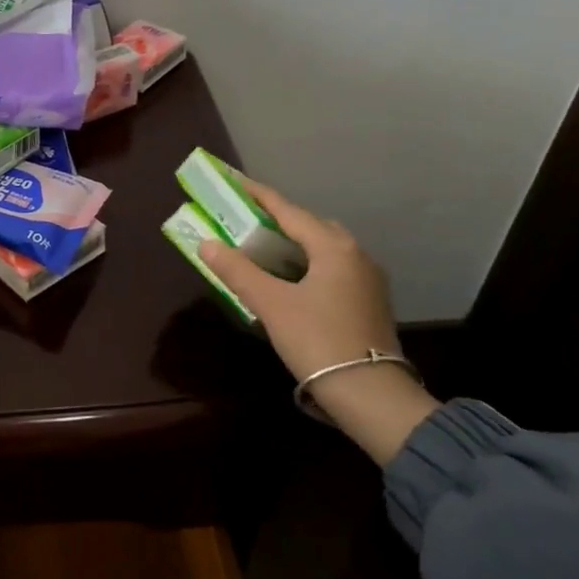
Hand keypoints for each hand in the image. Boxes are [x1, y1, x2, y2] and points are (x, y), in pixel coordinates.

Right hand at [197, 181, 437, 464]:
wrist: (372, 396)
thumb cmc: (318, 341)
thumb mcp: (271, 304)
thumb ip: (238, 271)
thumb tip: (207, 243)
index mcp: (333, 247)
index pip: (289, 210)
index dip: (259, 195)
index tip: (236, 182)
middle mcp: (356, 254)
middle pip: (310, 225)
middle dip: (278, 219)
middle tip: (247, 220)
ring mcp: (368, 278)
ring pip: (324, 247)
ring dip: (294, 243)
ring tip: (263, 248)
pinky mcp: (370, 301)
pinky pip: (333, 267)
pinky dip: (308, 262)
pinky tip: (291, 278)